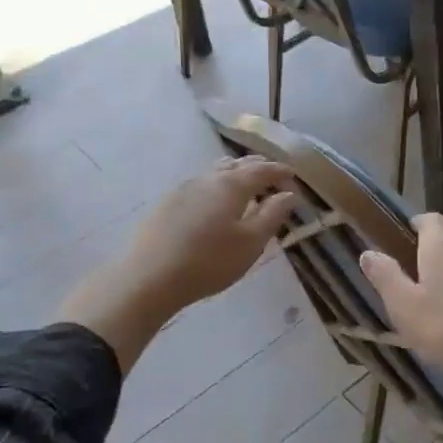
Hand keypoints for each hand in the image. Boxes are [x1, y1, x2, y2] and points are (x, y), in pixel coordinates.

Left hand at [125, 156, 299, 312]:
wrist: (149, 277)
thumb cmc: (209, 261)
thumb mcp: (251, 242)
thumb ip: (272, 215)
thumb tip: (288, 194)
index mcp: (231, 185)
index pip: (262, 170)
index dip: (279, 171)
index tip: (293, 175)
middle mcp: (207, 179)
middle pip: (237, 164)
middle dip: (258, 168)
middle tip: (272, 176)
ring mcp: (183, 189)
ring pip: (215, 172)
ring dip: (235, 174)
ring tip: (245, 185)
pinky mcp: (166, 203)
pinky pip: (200, 185)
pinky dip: (216, 186)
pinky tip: (214, 201)